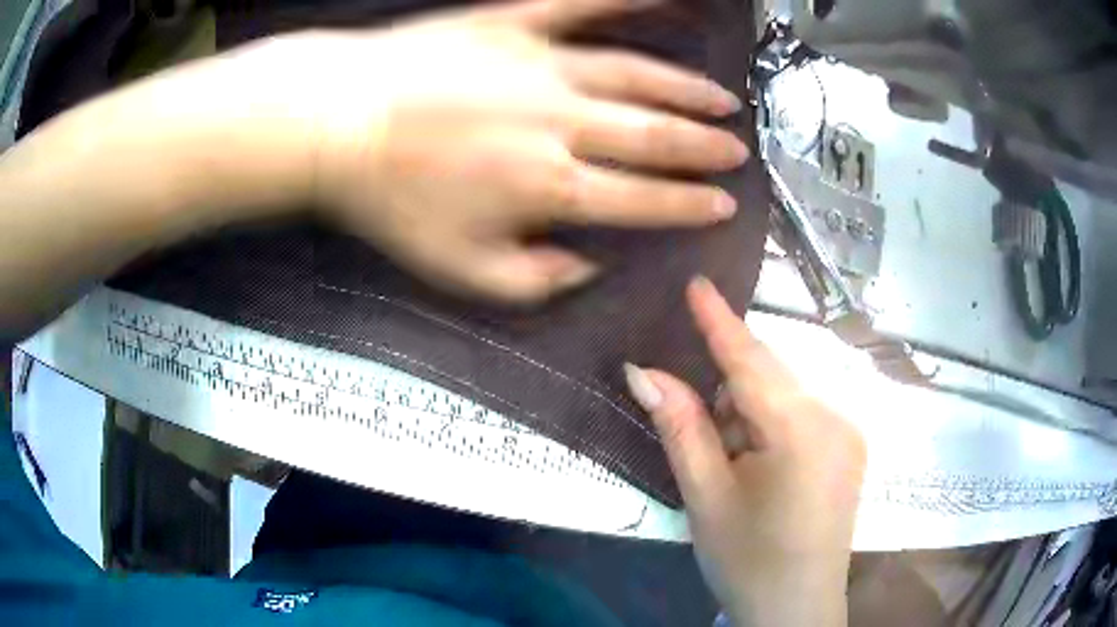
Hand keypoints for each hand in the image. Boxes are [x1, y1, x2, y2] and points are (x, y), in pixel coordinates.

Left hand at [259, 0, 747, 301]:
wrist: (338, 122)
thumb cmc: (390, 198)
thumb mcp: (460, 269)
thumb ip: (536, 279)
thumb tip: (588, 264)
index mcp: (549, 185)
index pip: (643, 200)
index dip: (689, 205)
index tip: (722, 205)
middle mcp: (560, 122)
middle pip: (653, 135)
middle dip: (703, 147)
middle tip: (736, 149)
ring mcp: (540, 65)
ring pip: (636, 76)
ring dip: (685, 89)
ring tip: (721, 98)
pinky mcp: (513, 24)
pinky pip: (583, 7)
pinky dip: (628, 1)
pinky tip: (667, 0)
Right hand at [624, 277, 865, 626]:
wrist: (795, 611)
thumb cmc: (747, 560)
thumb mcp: (705, 497)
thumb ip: (680, 426)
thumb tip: (643, 371)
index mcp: (801, 430)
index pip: (751, 360)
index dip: (719, 321)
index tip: (697, 282)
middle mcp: (835, 418)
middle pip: (770, 378)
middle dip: (729, 391)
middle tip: (703, 434)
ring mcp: (849, 434)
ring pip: (786, 396)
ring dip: (750, 414)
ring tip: (732, 467)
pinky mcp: (850, 450)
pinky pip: (803, 416)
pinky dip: (772, 426)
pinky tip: (759, 468)